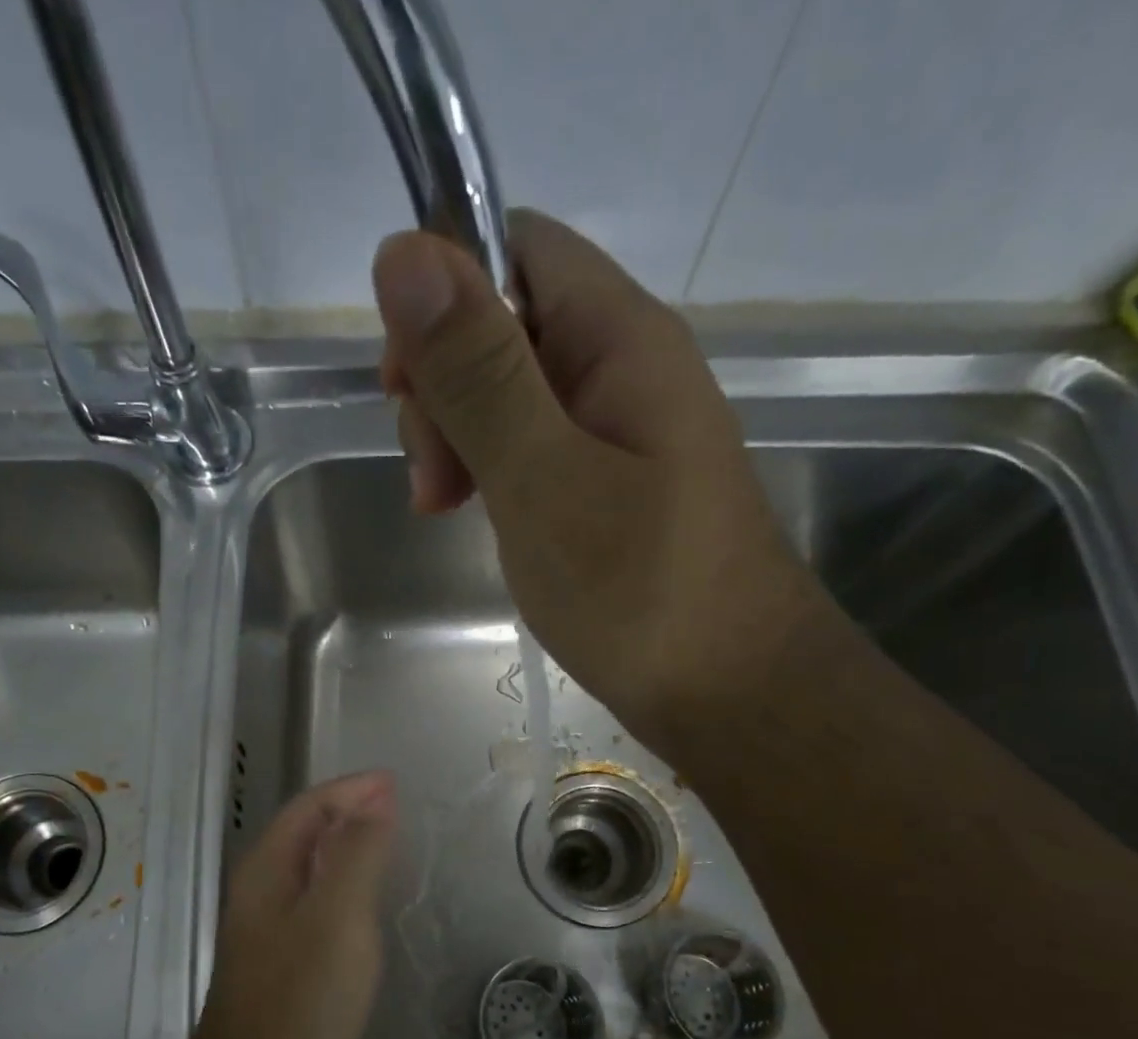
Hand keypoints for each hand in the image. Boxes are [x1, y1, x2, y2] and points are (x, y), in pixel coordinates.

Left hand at [190, 773, 397, 1038]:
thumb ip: (357, 854)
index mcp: (266, 870)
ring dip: (348, 846)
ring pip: (311, 868)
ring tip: (390, 841)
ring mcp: (268, 930)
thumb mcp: (338, 918)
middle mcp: (260, 892)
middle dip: (349, 811)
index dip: (352, 789)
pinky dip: (345, 884)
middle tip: (398, 808)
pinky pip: (316, 902)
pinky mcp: (282, 964)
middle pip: (305, 831)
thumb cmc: (301, 1002)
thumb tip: (375, 802)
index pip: (308, 807)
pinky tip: (367, 902)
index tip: (396, 783)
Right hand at [373, 209, 827, 752]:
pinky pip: (534, 445)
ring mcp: (620, 428)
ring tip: (443, 507)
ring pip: (511, 390)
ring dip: (459, 435)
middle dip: (444, 385)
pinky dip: (490, 470)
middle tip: (432, 479)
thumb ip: (478, 373)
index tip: (406, 390)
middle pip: (504, 322)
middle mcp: (623, 365)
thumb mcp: (543, 478)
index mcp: (618, 337)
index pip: (513, 248)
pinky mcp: (611, 482)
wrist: (734, 691)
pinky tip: (474, 516)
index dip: (442, 297)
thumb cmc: (639, 591)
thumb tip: (403, 252)